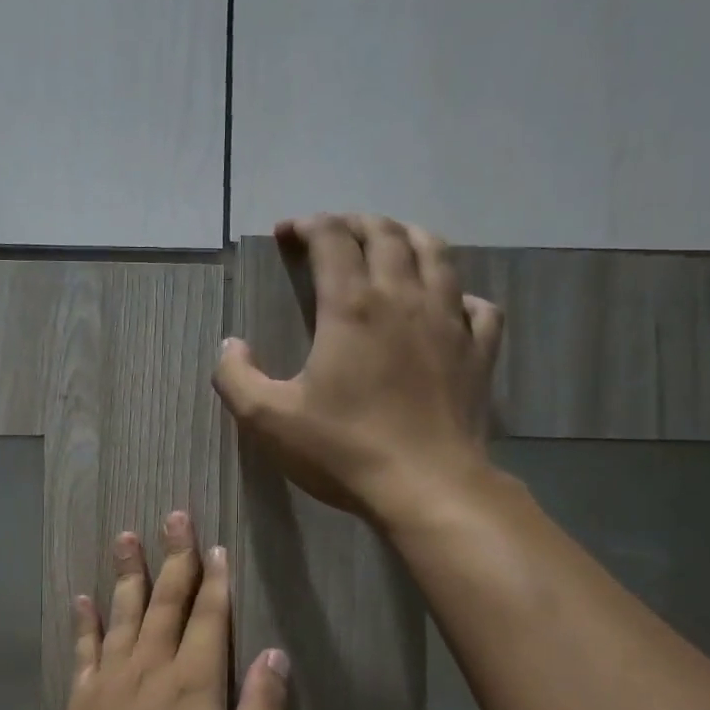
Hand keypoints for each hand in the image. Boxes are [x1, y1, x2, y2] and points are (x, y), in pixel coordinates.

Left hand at [45, 513, 288, 709]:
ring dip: (128, 573)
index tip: (214, 546)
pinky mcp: (81, 702)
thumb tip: (274, 653)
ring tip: (127, 536)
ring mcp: (110, 682)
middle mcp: (150, 669)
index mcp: (194, 684)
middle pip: (165, 602)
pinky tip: (84, 597)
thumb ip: (260, 709)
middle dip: (174, 558)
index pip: (208, 617)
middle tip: (174, 515)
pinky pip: (84, 649)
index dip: (214, 580)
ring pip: (123, 614)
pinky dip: (86, 620)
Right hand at [212, 213, 503, 523]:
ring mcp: (450, 322)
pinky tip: (448, 304)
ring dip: (408, 237)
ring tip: (391, 242)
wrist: (427, 487)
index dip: (308, 226)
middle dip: (356, 223)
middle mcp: (405, 298)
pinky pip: (478, 305)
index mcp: (352, 306)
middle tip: (333, 232)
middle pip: (386, 234)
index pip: (332, 239)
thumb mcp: (267, 419)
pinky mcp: (479, 351)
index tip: (286, 233)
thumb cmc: (343, 450)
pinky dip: (459, 294)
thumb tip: (231, 345)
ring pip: (437, 254)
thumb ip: (236, 377)